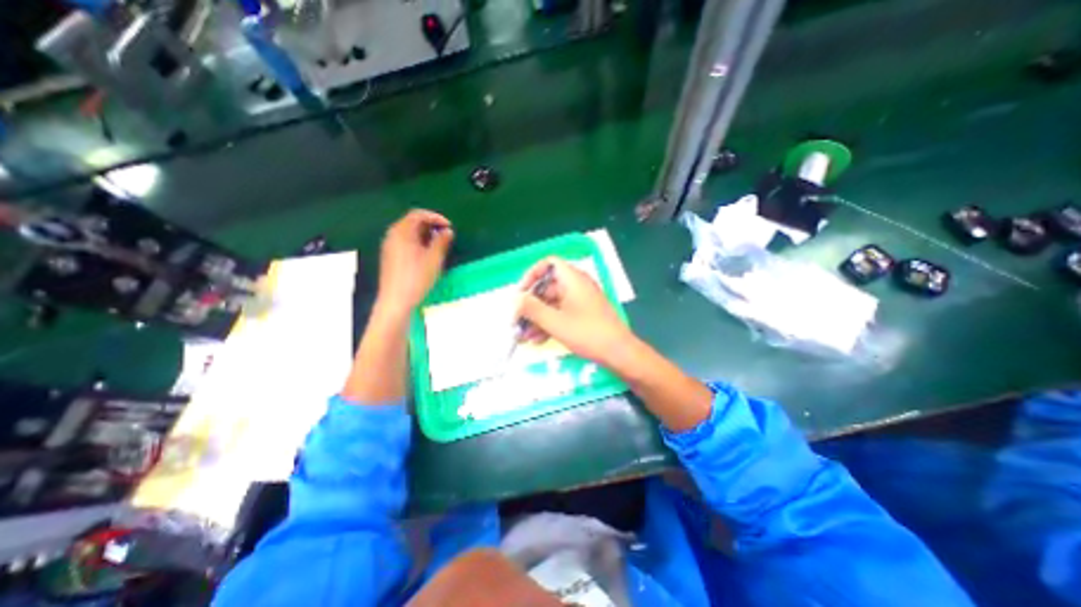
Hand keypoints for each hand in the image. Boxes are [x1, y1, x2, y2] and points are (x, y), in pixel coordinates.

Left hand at [376, 210, 451, 314]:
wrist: (396, 301)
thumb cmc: (416, 278)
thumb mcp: (434, 259)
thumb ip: (442, 242)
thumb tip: (448, 231)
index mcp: (402, 232)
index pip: (418, 215)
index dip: (435, 217)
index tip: (449, 227)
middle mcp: (392, 235)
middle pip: (411, 222)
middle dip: (430, 226)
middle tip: (445, 236)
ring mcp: (389, 247)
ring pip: (408, 233)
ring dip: (425, 235)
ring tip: (439, 246)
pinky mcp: (390, 257)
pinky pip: (404, 242)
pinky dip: (417, 243)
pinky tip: (426, 255)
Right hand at [515, 253, 635, 365]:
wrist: (619, 353)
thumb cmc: (588, 333)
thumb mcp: (555, 322)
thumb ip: (531, 309)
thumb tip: (514, 300)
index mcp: (573, 279)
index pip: (549, 264)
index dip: (532, 274)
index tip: (520, 293)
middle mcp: (577, 286)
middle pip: (547, 287)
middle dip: (530, 304)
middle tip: (517, 320)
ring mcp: (581, 301)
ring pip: (552, 304)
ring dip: (537, 318)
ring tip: (523, 335)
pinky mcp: (583, 315)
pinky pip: (561, 314)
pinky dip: (548, 324)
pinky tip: (537, 340)